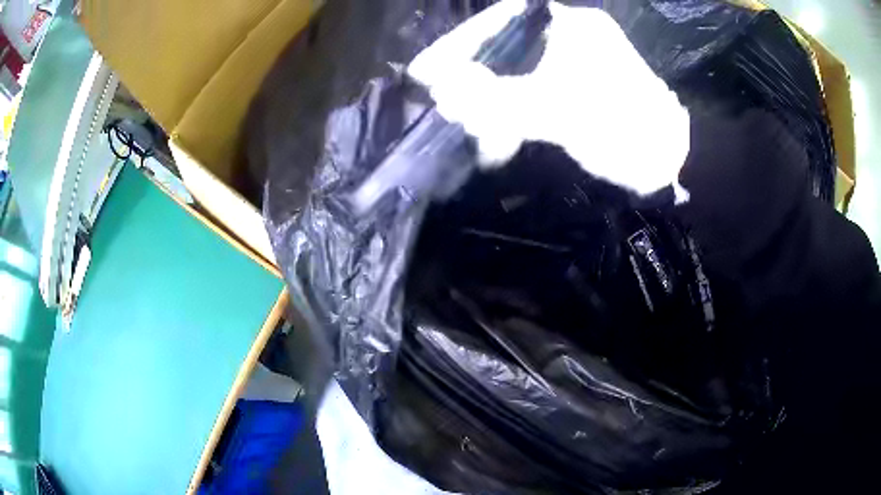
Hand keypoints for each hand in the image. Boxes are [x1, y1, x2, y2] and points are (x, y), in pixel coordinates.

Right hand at [409, 0, 690, 200]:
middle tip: (447, 104)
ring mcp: (574, 64)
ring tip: (469, 127)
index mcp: (571, 25)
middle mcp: (570, 37)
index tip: (431, 68)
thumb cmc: (621, 127)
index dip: (462, 43)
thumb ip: (499, 98)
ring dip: (489, 101)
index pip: (502, 20)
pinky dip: (511, 114)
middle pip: (505, 48)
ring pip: (516, 74)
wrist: (668, 163)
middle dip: (473, 78)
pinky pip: (531, 94)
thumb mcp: (558, 111)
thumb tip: (444, 91)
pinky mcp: (576, 90)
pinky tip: (497, 139)